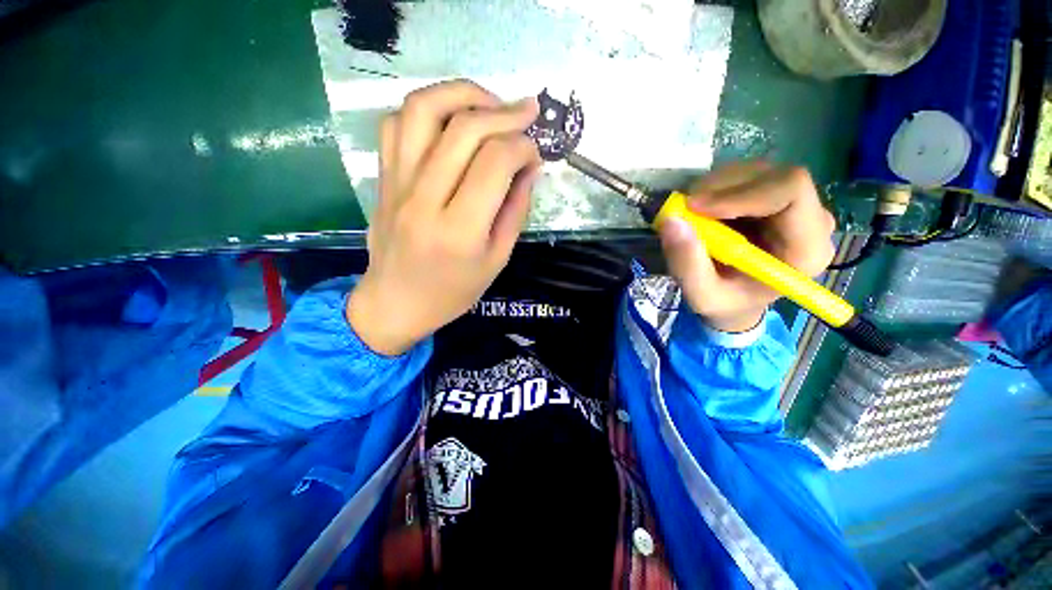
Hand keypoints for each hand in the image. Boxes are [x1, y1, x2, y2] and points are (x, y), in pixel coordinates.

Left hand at [347, 80, 541, 355]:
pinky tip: (450, 121)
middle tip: (527, 113)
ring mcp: (397, 183)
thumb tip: (529, 167)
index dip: (523, 147)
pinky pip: (397, 123)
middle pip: (464, 129)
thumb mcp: (497, 259)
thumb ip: (515, 210)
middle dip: (504, 113)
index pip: (495, 163)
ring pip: (423, 109)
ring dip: (463, 94)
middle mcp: (424, 199)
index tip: (535, 153)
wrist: (396, 302)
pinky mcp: (383, 177)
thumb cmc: (453, 291)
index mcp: (460, 230)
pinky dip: (427, 108)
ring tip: (490, 103)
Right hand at [658, 162, 835, 332]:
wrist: (738, 299)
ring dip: (715, 187)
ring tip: (691, 214)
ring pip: (756, 172)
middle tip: (684, 208)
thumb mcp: (702, 296)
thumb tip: (670, 221)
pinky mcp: (775, 196)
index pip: (791, 191)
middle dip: (721, 188)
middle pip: (773, 176)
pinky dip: (715, 187)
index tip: (695, 207)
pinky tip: (703, 211)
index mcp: (806, 249)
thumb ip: (687, 264)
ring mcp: (795, 204)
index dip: (742, 192)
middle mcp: (811, 219)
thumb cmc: (726, 302)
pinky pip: (746, 176)